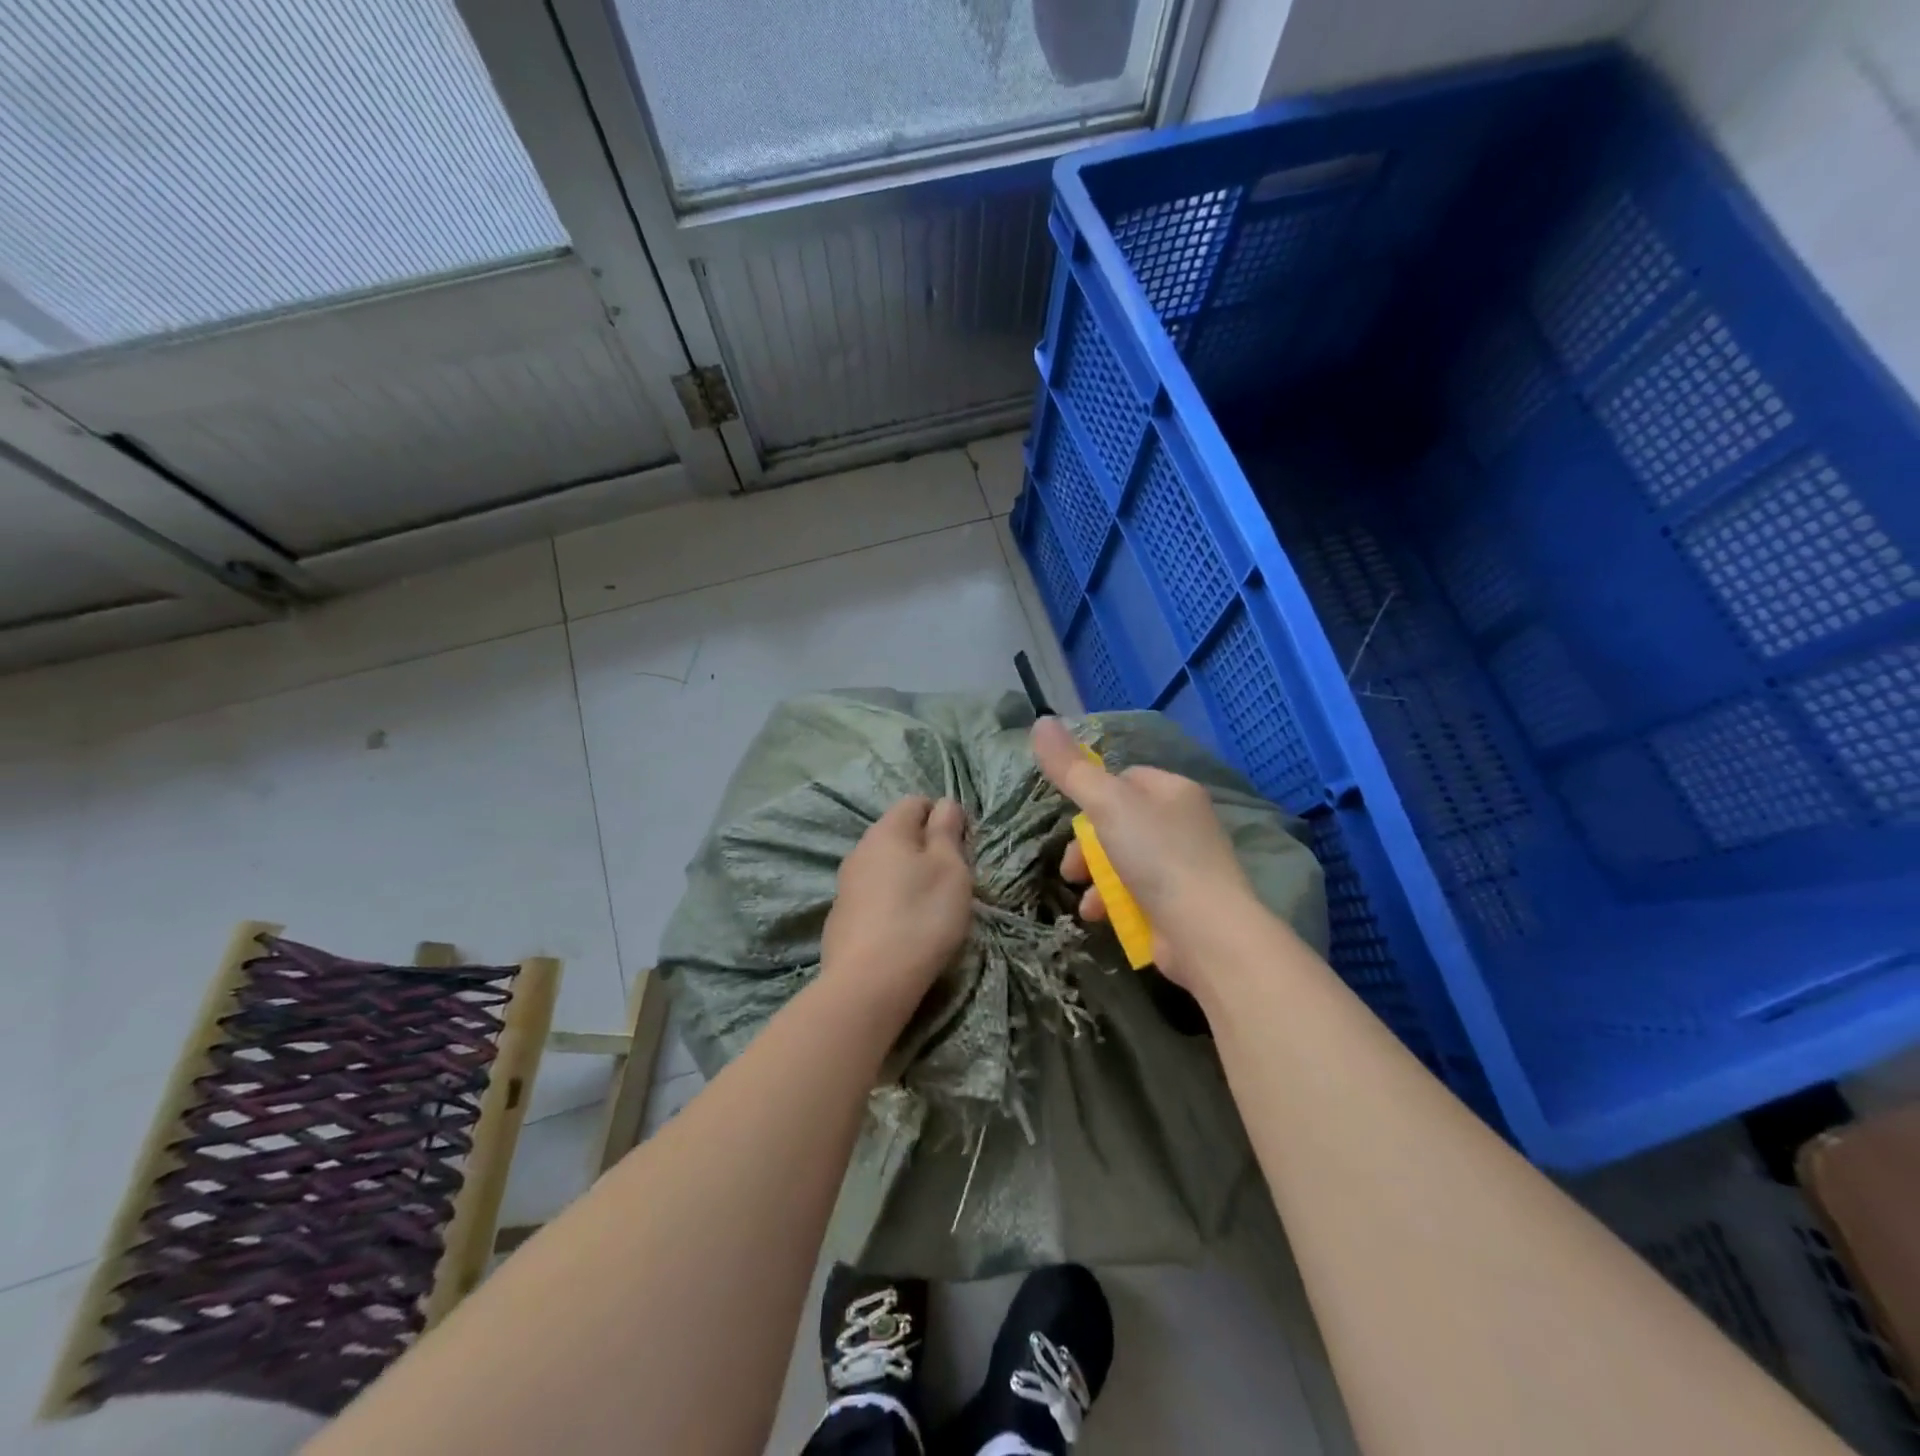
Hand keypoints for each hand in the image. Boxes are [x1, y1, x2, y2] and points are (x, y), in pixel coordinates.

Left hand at [821, 796, 972, 1011]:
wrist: (869, 982)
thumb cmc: (921, 916)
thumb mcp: (950, 868)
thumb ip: (947, 831)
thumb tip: (944, 804)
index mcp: (887, 831)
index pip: (916, 802)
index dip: (943, 817)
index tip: (961, 848)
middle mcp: (860, 850)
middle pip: (899, 835)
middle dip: (926, 850)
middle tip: (950, 882)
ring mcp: (845, 885)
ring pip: (885, 867)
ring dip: (908, 878)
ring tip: (929, 910)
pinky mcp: (840, 917)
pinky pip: (873, 897)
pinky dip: (890, 904)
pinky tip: (902, 931)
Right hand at [1031, 717, 1258, 989]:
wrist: (1205, 932)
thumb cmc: (1157, 857)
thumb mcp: (1106, 804)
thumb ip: (1071, 769)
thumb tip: (1041, 721)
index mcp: (1173, 790)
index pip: (1125, 778)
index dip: (1094, 795)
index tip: (1075, 816)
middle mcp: (1183, 824)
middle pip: (1118, 823)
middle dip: (1087, 846)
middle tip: (1072, 867)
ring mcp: (1183, 866)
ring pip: (1123, 861)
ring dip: (1095, 878)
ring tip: (1084, 897)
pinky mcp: (1179, 904)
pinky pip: (1135, 892)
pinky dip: (1113, 901)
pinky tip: (1099, 915)